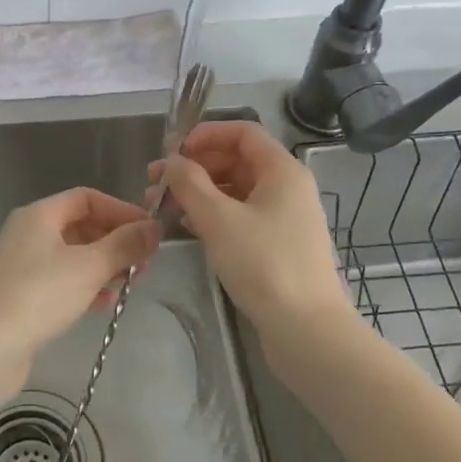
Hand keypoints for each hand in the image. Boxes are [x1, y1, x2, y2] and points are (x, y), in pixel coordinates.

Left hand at [0, 188, 157, 384]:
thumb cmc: (40, 296)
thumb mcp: (90, 267)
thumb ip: (125, 245)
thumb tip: (154, 228)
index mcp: (39, 215)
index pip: (86, 198)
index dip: (120, 210)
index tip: (148, 231)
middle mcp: (27, 233)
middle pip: (80, 226)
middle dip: (115, 241)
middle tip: (144, 262)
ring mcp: (22, 265)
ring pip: (73, 256)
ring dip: (104, 265)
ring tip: (131, 283)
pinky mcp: (22, 294)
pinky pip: (62, 280)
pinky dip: (85, 286)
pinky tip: (105, 303)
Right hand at [153, 122, 353, 339]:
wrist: (305, 329)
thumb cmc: (264, 264)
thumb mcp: (219, 219)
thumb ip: (189, 183)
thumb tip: (171, 161)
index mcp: (282, 171)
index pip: (243, 132)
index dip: (205, 135)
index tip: (171, 152)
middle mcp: (287, 187)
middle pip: (236, 160)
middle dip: (194, 167)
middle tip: (155, 184)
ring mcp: (284, 218)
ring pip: (236, 190)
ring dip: (199, 193)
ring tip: (162, 207)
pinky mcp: (277, 245)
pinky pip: (241, 216)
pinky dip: (213, 215)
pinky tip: (187, 228)